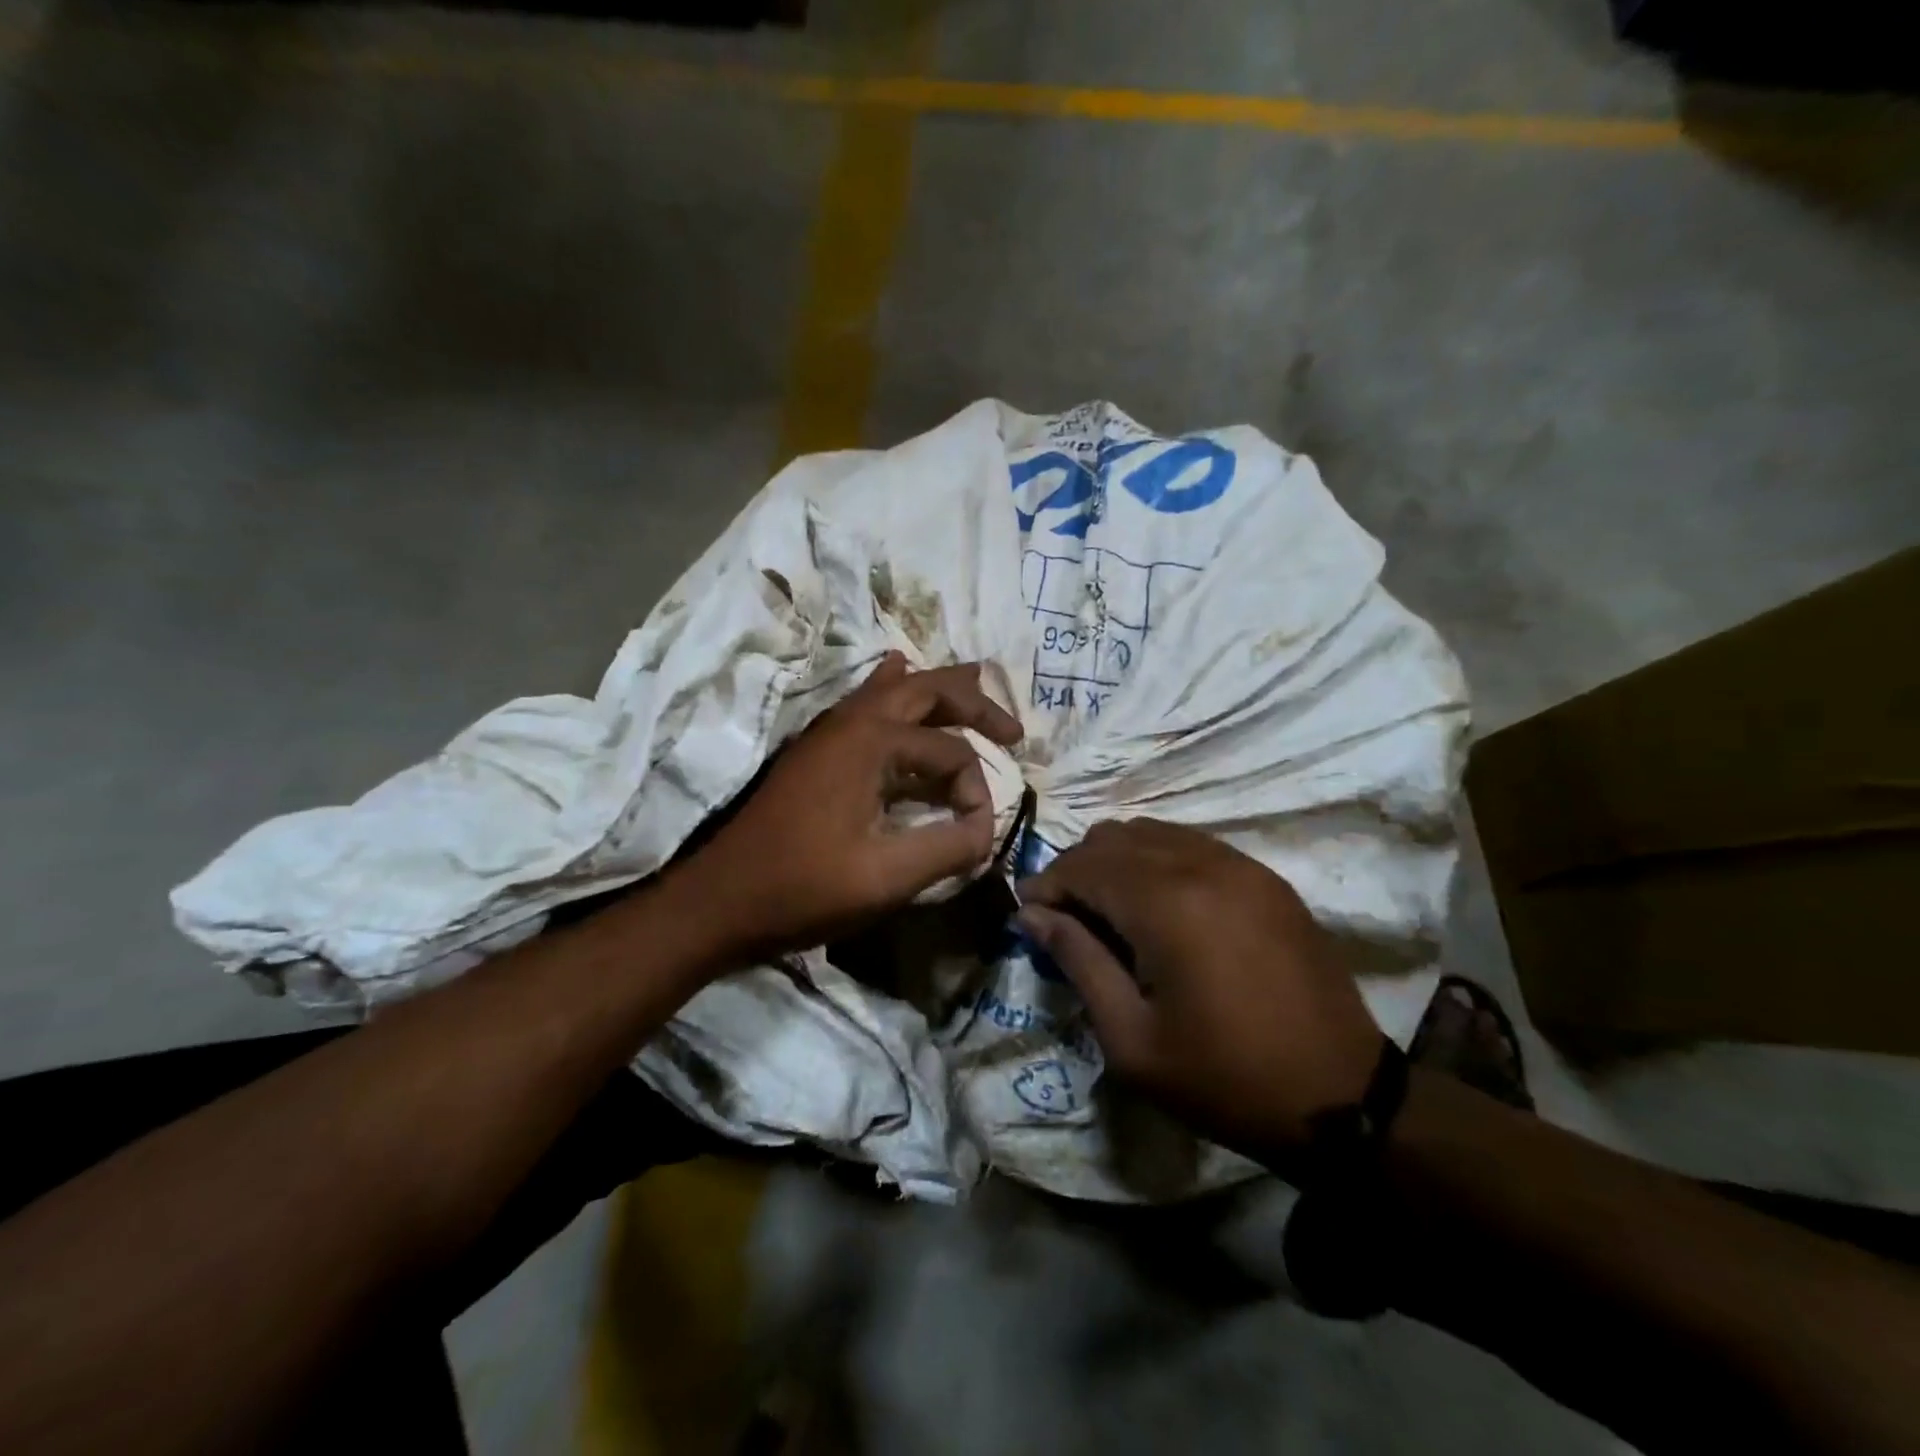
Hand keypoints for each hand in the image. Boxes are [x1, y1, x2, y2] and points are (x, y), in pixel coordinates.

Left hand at [679, 654, 1021, 963]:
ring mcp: (829, 730)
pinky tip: (900, 681)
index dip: (975, 791)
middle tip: (1014, 730)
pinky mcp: (817, 750)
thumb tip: (987, 829)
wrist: (721, 900)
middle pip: (926, 688)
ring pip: (895, 689)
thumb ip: (949, 848)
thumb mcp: (886, 877)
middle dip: (974, 703)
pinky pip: (867, 704)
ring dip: (938, 693)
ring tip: (975, 696)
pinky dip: (896, 693)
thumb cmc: (802, 888)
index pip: (950, 751)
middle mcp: (851, 720)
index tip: (976, 835)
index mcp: (870, 740)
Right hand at [1016, 819, 1384, 1161]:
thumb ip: (1077, 961)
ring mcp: (1240, 865)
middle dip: (1077, 869)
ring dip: (1117, 861)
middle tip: (1068, 919)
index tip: (1029, 915)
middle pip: (1113, 836)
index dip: (1046, 884)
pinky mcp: (1266, 877)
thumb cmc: (1223, 1078)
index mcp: (1165, 903)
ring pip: (1152, 831)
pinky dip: (1159, 860)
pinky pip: (1193, 844)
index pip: (1082, 864)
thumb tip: (1032, 914)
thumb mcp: (1131, 1038)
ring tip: (1111, 911)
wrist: (1341, 1098)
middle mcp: (1201, 865)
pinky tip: (1161, 906)